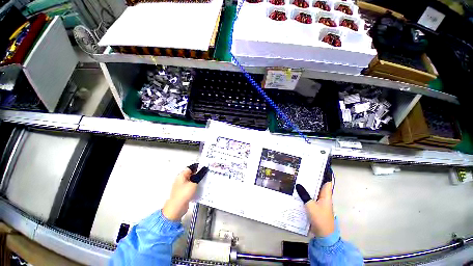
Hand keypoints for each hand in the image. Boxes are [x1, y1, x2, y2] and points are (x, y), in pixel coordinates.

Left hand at [162, 164, 207, 220]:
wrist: (176, 208)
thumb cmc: (184, 193)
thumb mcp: (194, 183)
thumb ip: (199, 175)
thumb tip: (204, 169)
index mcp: (182, 175)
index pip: (190, 168)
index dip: (198, 166)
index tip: (205, 167)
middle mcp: (181, 179)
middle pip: (191, 173)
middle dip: (198, 173)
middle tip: (207, 173)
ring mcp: (182, 186)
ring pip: (191, 180)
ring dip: (198, 180)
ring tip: (206, 179)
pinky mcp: (184, 192)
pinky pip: (191, 186)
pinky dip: (196, 185)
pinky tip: (202, 186)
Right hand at [296, 165, 334, 236]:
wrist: (324, 235)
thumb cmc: (320, 219)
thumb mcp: (311, 206)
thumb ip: (304, 195)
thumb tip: (298, 185)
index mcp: (326, 196)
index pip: (327, 182)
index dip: (324, 174)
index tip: (318, 167)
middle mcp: (324, 197)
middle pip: (319, 185)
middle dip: (313, 178)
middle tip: (303, 171)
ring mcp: (320, 203)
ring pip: (314, 191)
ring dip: (309, 186)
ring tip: (299, 178)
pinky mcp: (316, 207)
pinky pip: (311, 197)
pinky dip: (306, 193)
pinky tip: (299, 191)